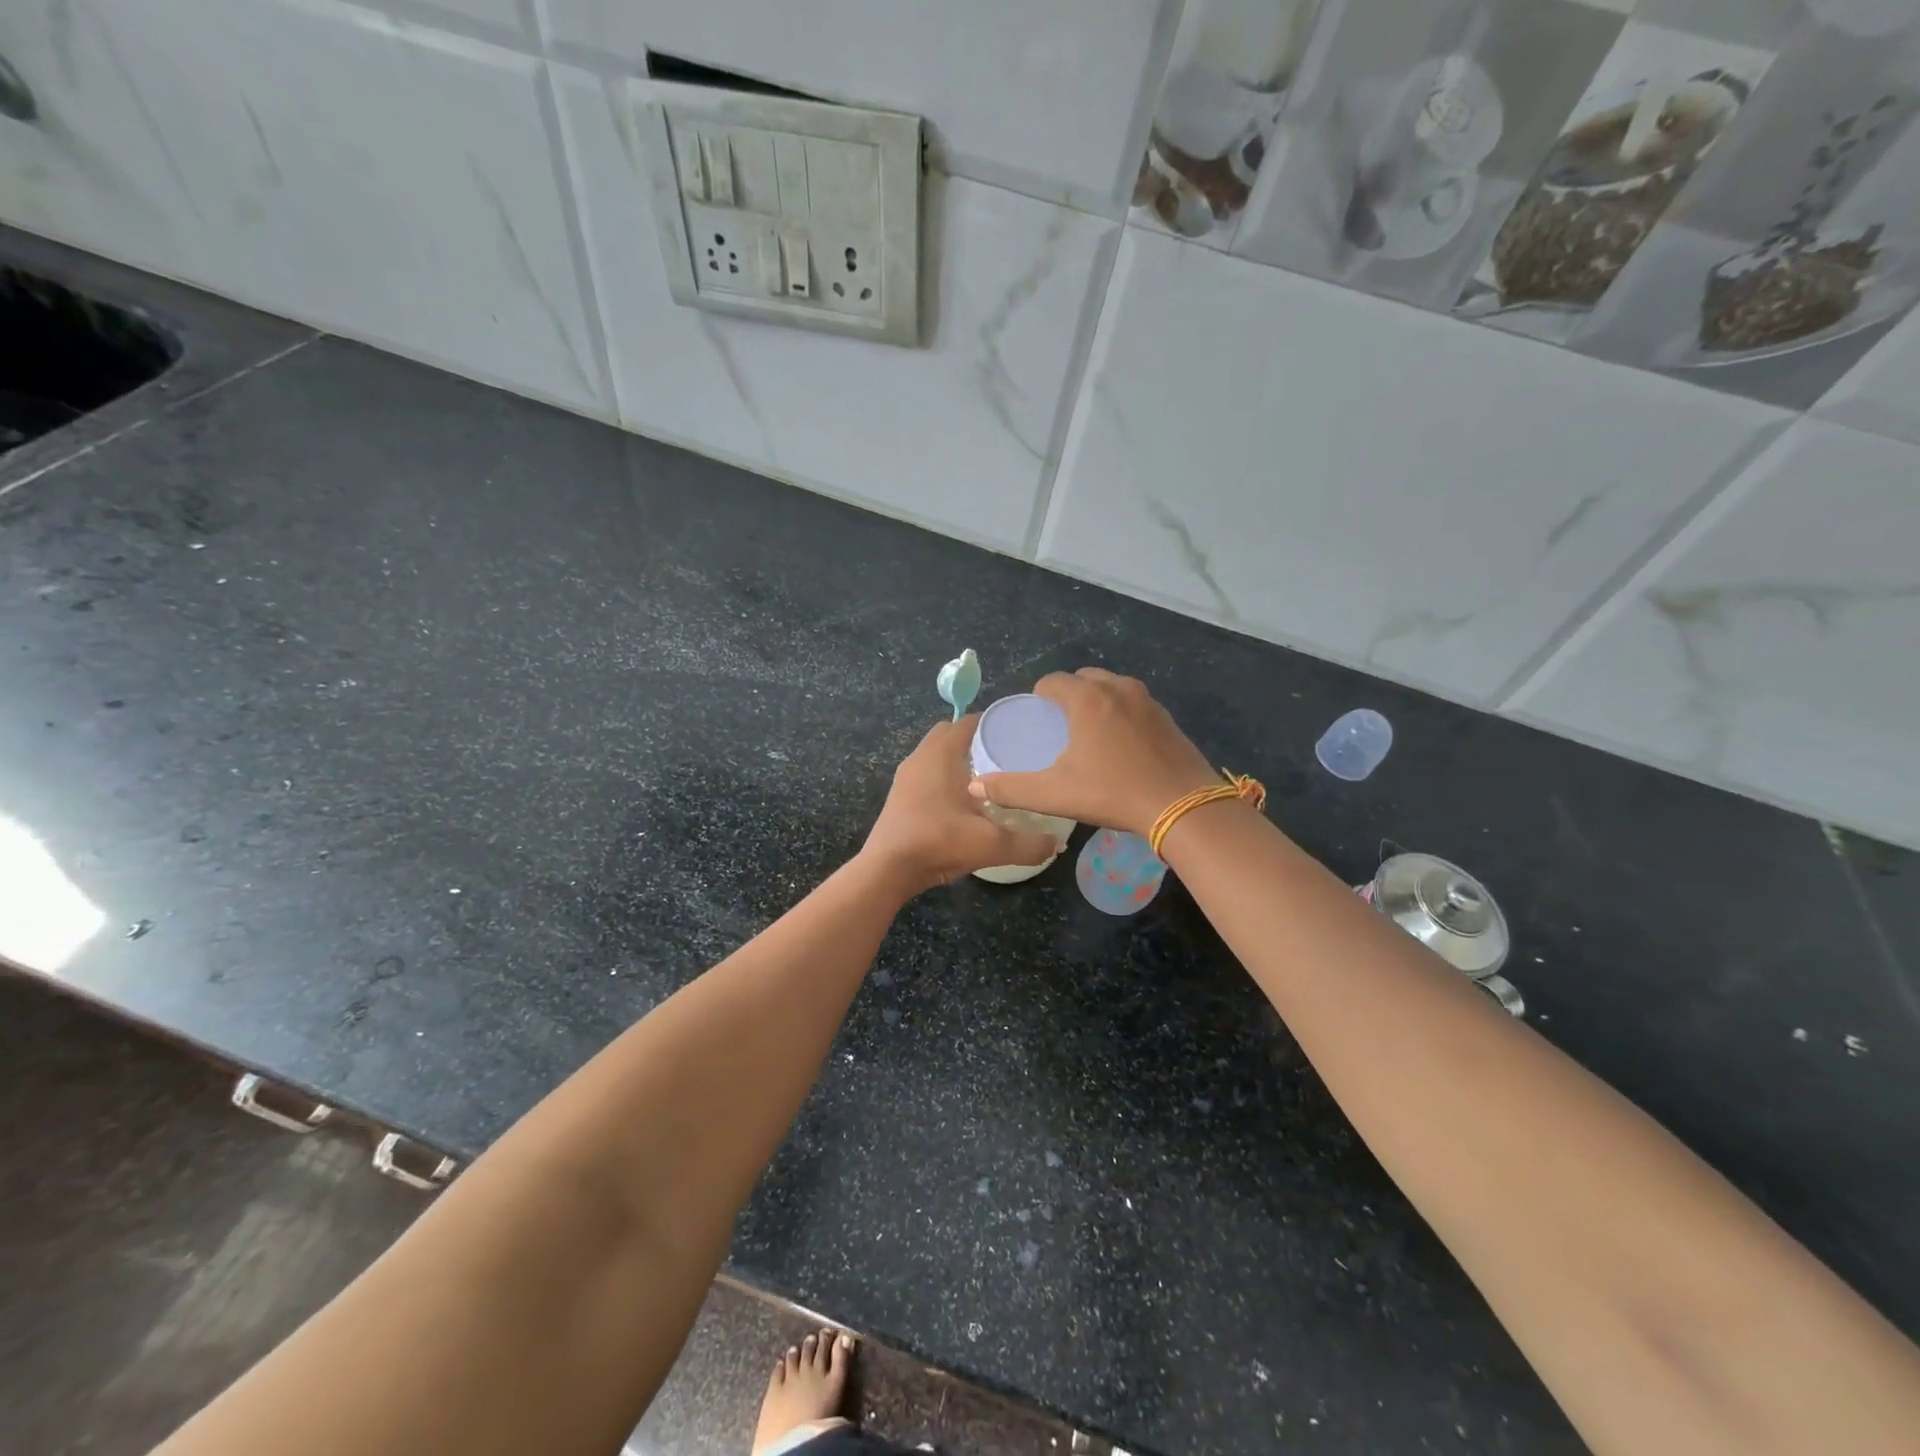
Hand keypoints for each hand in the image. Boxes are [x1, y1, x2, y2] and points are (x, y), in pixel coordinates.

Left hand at [861, 717, 1060, 894]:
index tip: (1018, 733)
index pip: (969, 721)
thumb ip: (1029, 844)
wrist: (888, 869)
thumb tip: (1058, 844)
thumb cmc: (938, 842)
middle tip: (1005, 755)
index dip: (993, 723)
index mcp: (941, 754)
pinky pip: (926, 773)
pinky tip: (962, 801)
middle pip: (950, 733)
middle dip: (975, 739)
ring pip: (936, 754)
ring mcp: (906, 776)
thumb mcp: (991, 845)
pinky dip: (944, 777)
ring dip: (957, 759)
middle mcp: (921, 757)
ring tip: (988, 777)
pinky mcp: (900, 795)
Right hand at [966, 668, 1216, 836]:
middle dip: (1068, 694)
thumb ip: (1012, 789)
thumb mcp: (1055, 794)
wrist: (1183, 806)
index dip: (1039, 696)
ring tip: (1089, 731)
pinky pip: (1134, 702)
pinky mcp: (1167, 716)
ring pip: (1112, 687)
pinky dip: (1121, 712)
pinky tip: (1121, 743)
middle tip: (1060, 724)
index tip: (1036, 717)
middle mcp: (1117, 689)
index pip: (1053, 681)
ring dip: (1096, 699)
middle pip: (1083, 678)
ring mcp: (1147, 700)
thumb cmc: (1113, 793)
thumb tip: (975, 785)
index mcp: (1087, 699)